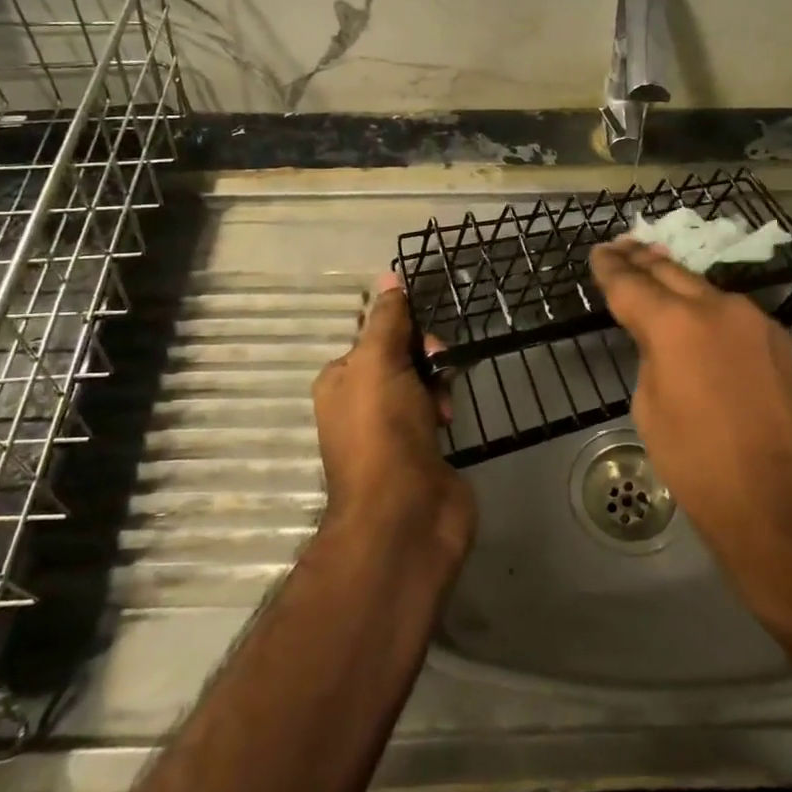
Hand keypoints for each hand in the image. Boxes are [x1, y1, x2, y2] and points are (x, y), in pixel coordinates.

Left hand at [312, 274, 475, 562]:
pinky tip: (451, 421)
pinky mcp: (421, 451)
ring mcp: (392, 430)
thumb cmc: (383, 431)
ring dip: (439, 385)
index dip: (404, 330)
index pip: (377, 335)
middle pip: (402, 357)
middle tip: (438, 368)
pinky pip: (436, 412)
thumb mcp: (379, 363)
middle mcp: (361, 403)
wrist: (405, 515)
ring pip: (423, 383)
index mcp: (340, 380)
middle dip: (425, 357)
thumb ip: (387, 320)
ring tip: (445, 407)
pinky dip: (446, 410)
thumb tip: (389, 276)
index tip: (424, 340)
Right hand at [590, 239, 791, 622]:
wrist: (782, 505)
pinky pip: (730, 313)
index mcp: (676, 324)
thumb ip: (652, 359)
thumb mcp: (651, 410)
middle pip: (670, 272)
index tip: (598, 253)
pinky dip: (706, 307)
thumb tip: (663, 345)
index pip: (631, 284)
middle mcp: (718, 308)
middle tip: (621, 247)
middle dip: (642, 260)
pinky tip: (695, 313)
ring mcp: (754, 321)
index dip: (611, 268)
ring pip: (704, 289)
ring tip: (654, 270)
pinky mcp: (777, 341)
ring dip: (676, 281)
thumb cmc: (699, 466)